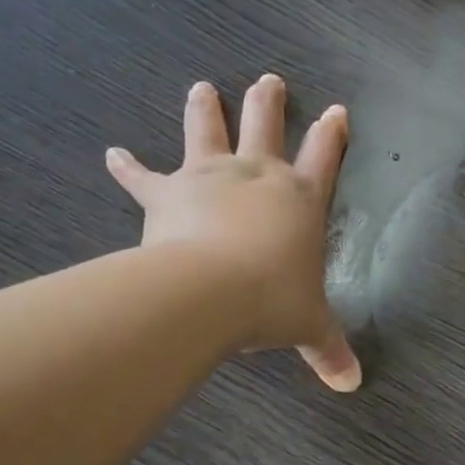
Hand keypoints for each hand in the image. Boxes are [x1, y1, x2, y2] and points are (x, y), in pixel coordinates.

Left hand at [106, 74, 360, 391]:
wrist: (213, 290)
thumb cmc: (273, 300)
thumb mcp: (309, 326)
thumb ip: (330, 350)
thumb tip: (352, 385)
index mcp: (301, 198)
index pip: (325, 156)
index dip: (333, 134)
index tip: (337, 110)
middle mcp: (259, 175)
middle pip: (266, 125)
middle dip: (268, 102)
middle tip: (268, 80)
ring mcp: (211, 177)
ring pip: (209, 131)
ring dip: (206, 108)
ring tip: (201, 87)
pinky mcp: (169, 192)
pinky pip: (143, 177)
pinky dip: (127, 167)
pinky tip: (112, 153)